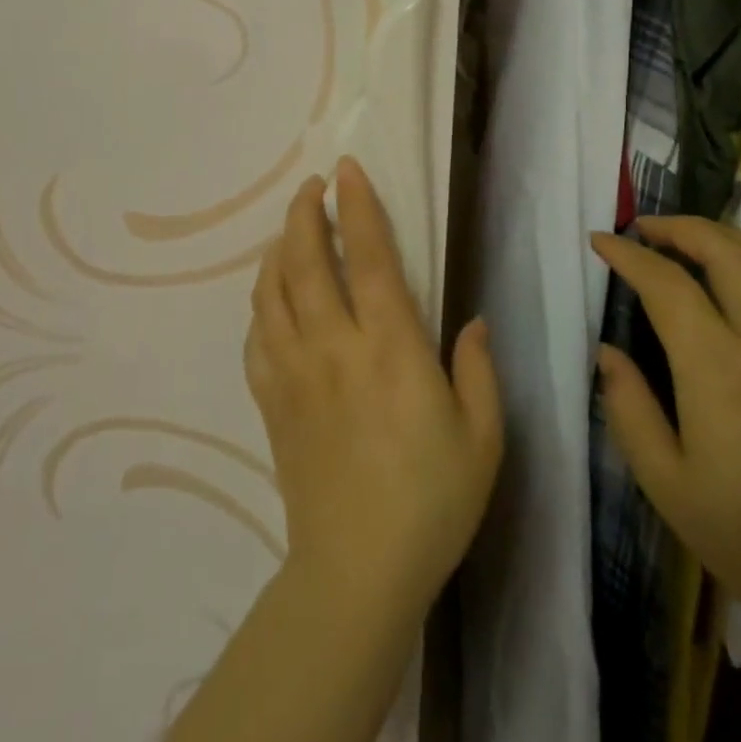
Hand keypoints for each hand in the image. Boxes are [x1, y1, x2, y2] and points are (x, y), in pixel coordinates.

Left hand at [247, 159, 502, 619]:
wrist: (356, 571)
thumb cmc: (432, 502)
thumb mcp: (483, 438)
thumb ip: (479, 370)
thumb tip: (474, 321)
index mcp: (391, 349)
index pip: (370, 257)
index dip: (358, 206)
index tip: (346, 169)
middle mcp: (335, 347)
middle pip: (307, 260)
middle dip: (305, 212)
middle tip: (310, 185)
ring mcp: (295, 372)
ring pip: (273, 291)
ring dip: (278, 248)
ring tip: (290, 228)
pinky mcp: (271, 400)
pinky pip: (257, 336)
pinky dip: (261, 303)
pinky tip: (271, 296)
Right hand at [591, 217, 740, 649]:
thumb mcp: (664, 483)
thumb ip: (627, 407)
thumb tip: (607, 351)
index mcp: (718, 369)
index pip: (667, 284)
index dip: (629, 255)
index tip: (601, 242)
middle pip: (725, 252)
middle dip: (678, 228)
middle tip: (644, 228)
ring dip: (724, 236)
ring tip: (691, 237)